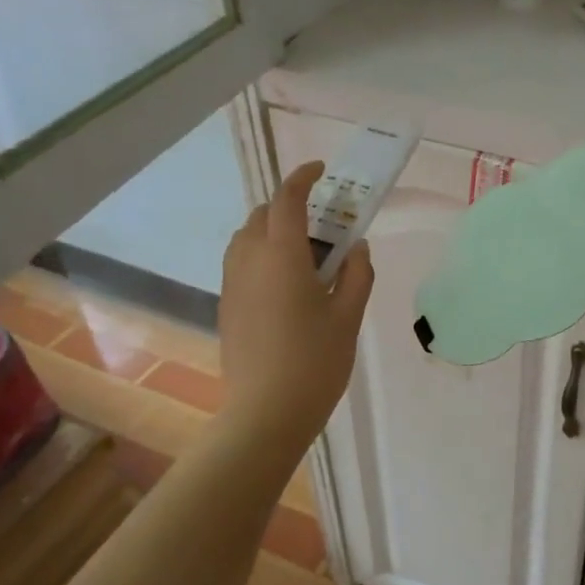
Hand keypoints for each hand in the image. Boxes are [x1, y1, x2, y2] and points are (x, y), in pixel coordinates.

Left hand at [219, 161, 373, 450]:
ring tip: (305, 254)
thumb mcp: (348, 317)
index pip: (288, 200)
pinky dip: (262, 255)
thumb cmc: (315, 361)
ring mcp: (232, 284)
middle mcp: (249, 260)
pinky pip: (241, 262)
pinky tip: (287, 284)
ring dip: (272, 230)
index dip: (303, 178)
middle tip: (323, 224)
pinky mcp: (227, 306)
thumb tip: (357, 248)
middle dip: (289, 206)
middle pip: (263, 215)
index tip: (321, 171)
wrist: (265, 413)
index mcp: (282, 255)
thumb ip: (357, 275)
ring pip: (246, 238)